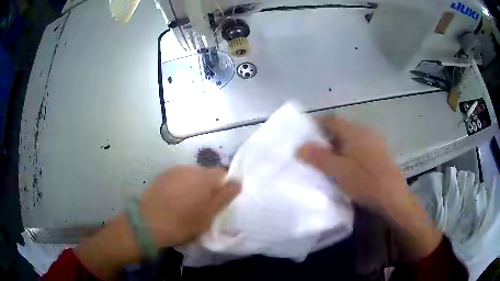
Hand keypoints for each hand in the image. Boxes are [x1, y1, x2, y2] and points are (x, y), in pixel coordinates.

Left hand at [141, 165, 240, 246]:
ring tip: (188, 203)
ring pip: (192, 175)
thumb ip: (224, 197)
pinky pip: (178, 177)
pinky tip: (174, 199)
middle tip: (204, 205)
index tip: (219, 201)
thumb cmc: (182, 223)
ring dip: (194, 185)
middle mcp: (189, 168)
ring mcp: (174, 170)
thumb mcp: (208, 215)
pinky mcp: (162, 176)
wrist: (147, 223)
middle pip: (206, 173)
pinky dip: (181, 185)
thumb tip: (237, 182)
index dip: (224, 186)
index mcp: (204, 177)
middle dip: (208, 186)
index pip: (223, 173)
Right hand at [299, 116, 406, 210]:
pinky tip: (348, 166)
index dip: (316, 125)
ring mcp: (374, 141)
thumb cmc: (365, 182)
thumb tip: (299, 146)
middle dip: (326, 138)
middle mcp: (365, 131)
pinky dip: (349, 152)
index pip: (330, 120)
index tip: (304, 136)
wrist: (393, 197)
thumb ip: (318, 157)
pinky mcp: (380, 153)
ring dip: (338, 146)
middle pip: (341, 129)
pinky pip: (360, 147)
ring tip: (328, 160)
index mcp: (354, 131)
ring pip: (351, 139)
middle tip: (314, 151)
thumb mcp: (338, 171)